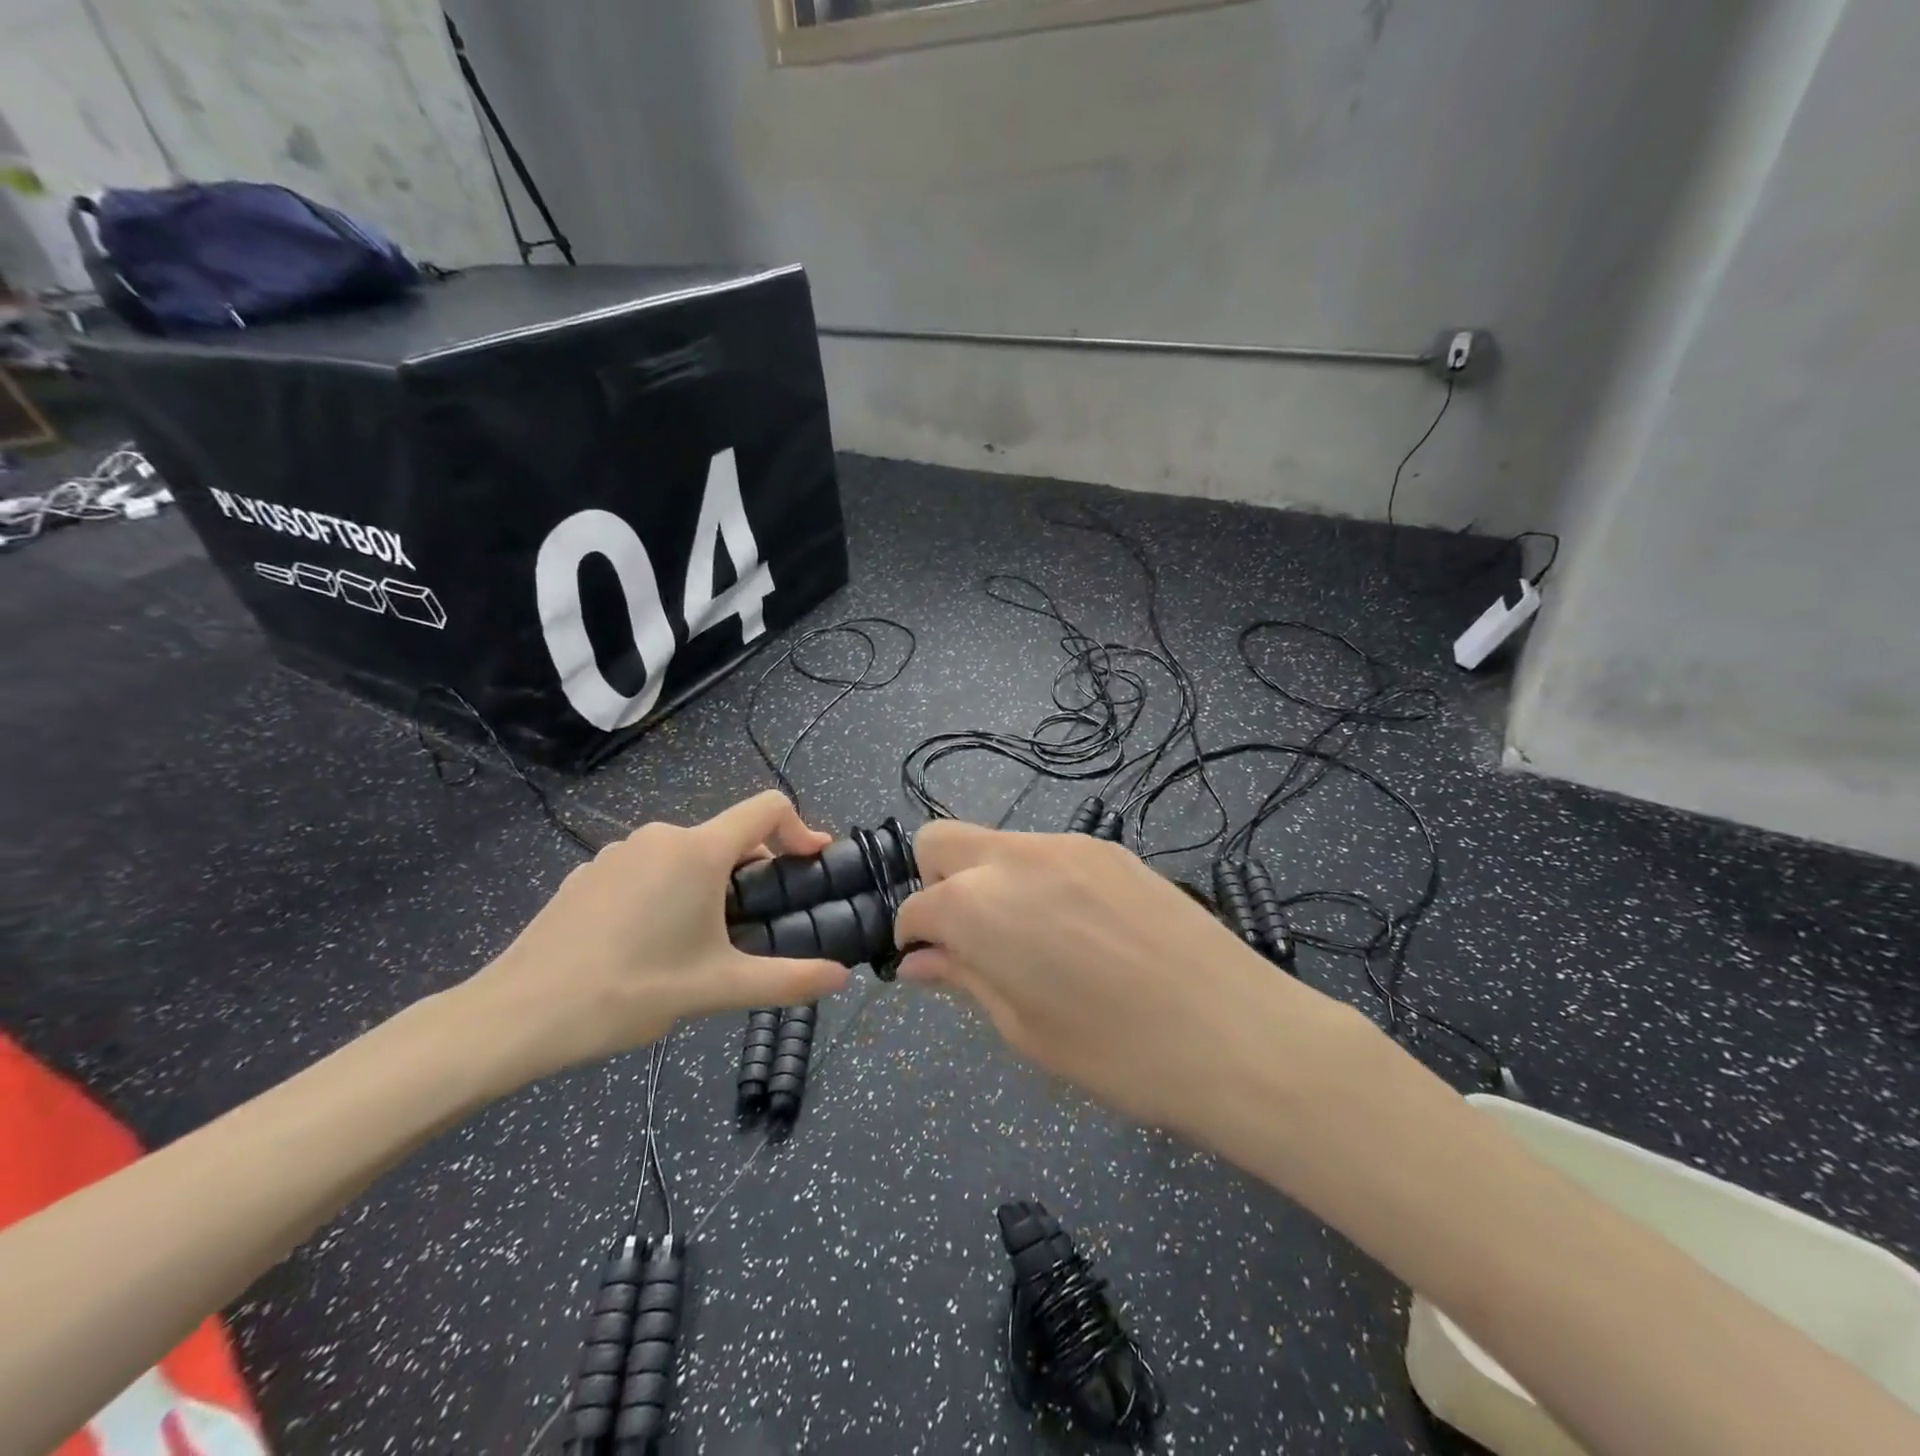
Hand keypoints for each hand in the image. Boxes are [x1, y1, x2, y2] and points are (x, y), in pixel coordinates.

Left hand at [461, 791, 850, 1083]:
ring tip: (703, 941)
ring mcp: (618, 852)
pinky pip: (647, 870)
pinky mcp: (589, 873)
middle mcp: (660, 837)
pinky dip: (666, 892)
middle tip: (758, 922)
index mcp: (698, 851)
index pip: (767, 808)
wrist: (519, 1014)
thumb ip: (789, 980)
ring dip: (708, 885)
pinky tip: (649, 943)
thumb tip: (841, 977)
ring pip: (685, 855)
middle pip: (727, 837)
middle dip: (753, 872)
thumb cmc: (631, 991)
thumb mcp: (718, 988)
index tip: (814, 861)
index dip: (800, 827)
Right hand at [894, 822, 1347, 1135]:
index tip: (931, 967)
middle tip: (970, 940)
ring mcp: (1068, 844)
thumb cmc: (1116, 1053)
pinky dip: (1039, 881)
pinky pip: (1050, 853)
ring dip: (991, 881)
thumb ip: (964, 979)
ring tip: (1035, 942)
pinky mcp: (1111, 848)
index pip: (916, 907)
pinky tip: (1081, 930)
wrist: (1235, 1031)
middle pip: (940, 840)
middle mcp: (1015, 857)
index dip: (913, 940)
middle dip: (935, 884)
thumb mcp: (1024, 1029)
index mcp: (979, 905)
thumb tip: (917, 962)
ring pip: (999, 844)